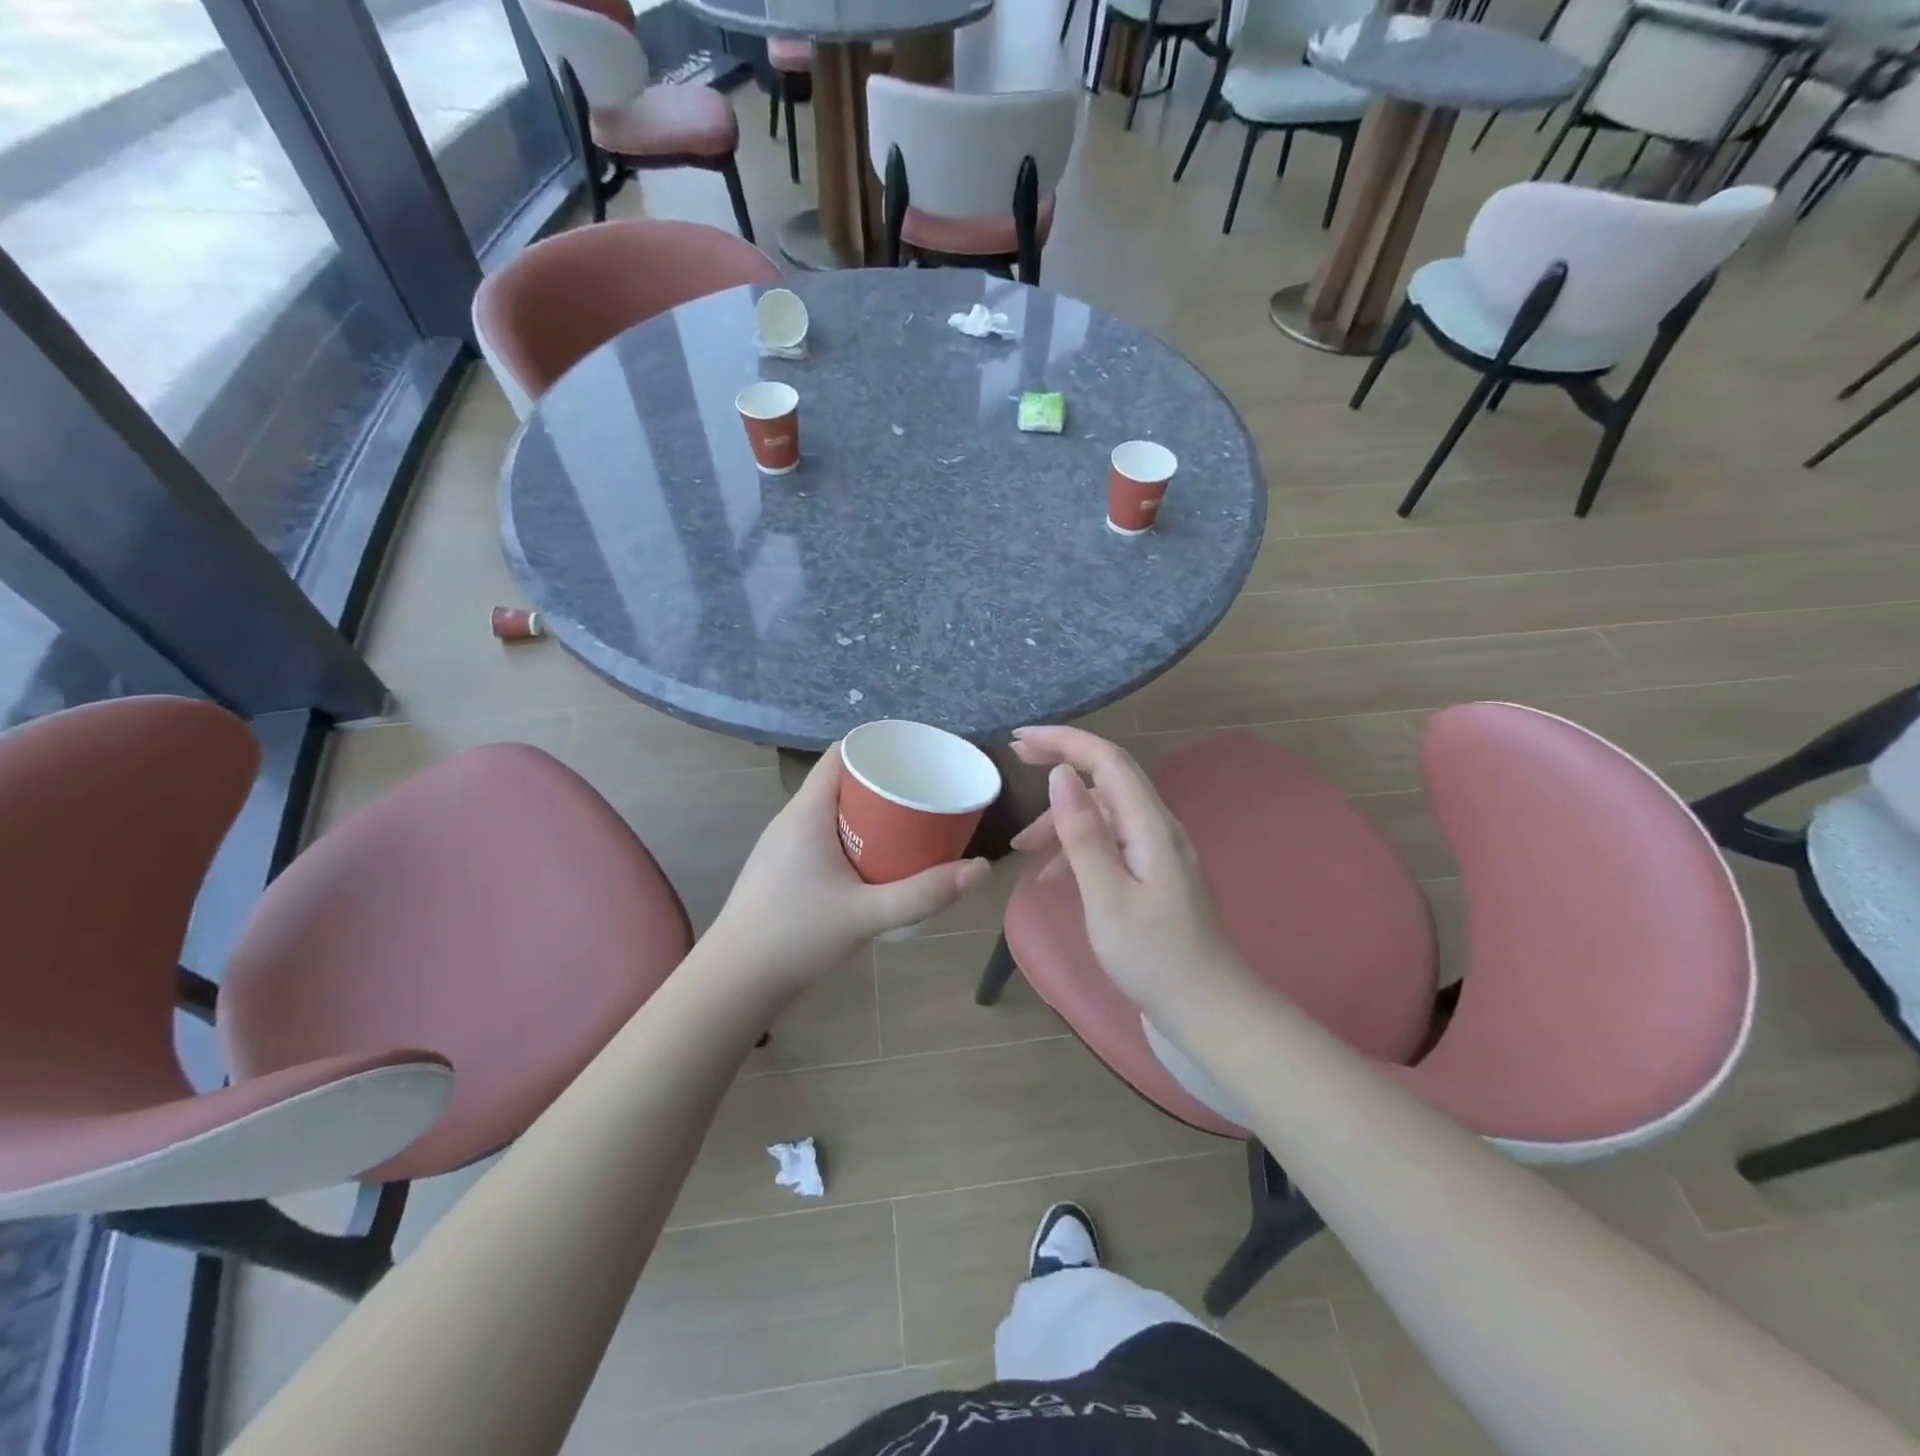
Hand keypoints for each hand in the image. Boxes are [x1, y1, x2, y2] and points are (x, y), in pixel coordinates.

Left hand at [707, 745, 989, 995]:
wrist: (734, 983)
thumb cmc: (796, 936)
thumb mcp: (867, 915)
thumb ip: (924, 893)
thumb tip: (980, 868)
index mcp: (806, 812)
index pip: (841, 754)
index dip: (878, 747)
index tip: (917, 757)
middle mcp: (791, 819)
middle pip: (841, 781)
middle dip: (884, 783)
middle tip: (926, 794)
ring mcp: (783, 845)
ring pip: (833, 810)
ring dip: (869, 812)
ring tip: (910, 824)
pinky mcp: (783, 869)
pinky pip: (824, 834)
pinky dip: (853, 835)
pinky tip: (876, 860)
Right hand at [1008, 727, 1247, 1018]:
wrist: (1210, 1013)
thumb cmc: (1155, 958)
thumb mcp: (1107, 896)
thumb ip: (1083, 834)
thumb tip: (1061, 775)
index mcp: (1151, 826)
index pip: (1107, 760)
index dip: (1064, 740)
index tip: (1019, 740)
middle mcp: (1158, 830)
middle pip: (1106, 780)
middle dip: (1060, 765)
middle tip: (1014, 762)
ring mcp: (1157, 855)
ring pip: (1104, 816)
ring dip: (1062, 821)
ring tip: (1022, 849)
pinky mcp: (1152, 880)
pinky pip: (1110, 846)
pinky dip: (1077, 851)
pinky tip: (1053, 878)